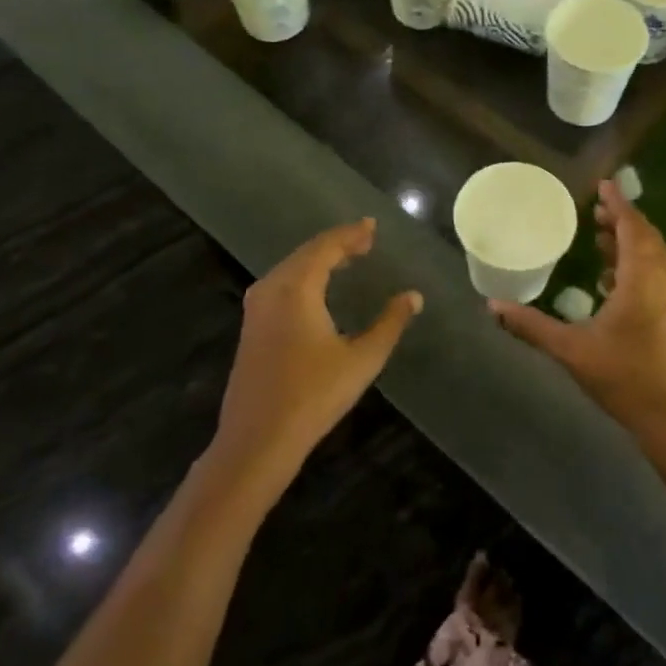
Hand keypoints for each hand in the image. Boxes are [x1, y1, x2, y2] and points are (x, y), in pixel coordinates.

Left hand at [213, 218, 421, 497]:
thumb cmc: (313, 396)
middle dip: (336, 243)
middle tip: (365, 240)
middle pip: (306, 252)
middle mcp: (272, 288)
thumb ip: (389, 323)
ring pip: (291, 267)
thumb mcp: (362, 360)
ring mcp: (256, 308)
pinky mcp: (252, 326)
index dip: (351, 234)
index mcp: (297, 288)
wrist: (257, 440)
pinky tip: (318, 287)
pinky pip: (281, 283)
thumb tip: (413, 296)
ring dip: (319, 258)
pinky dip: (304, 275)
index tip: (372, 226)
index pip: (326, 247)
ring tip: (347, 258)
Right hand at [490, 181, 665, 439]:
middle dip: (622, 219)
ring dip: (629, 241)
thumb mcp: (571, 350)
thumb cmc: (624, 377)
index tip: (604, 184)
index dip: (618, 203)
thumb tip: (492, 306)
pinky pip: (655, 274)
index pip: (632, 227)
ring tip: (601, 235)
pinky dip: (635, 264)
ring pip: (653, 256)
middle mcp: (662, 281)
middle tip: (597, 207)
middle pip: (645, 237)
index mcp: (642, 279)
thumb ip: (531, 326)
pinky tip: (611, 278)